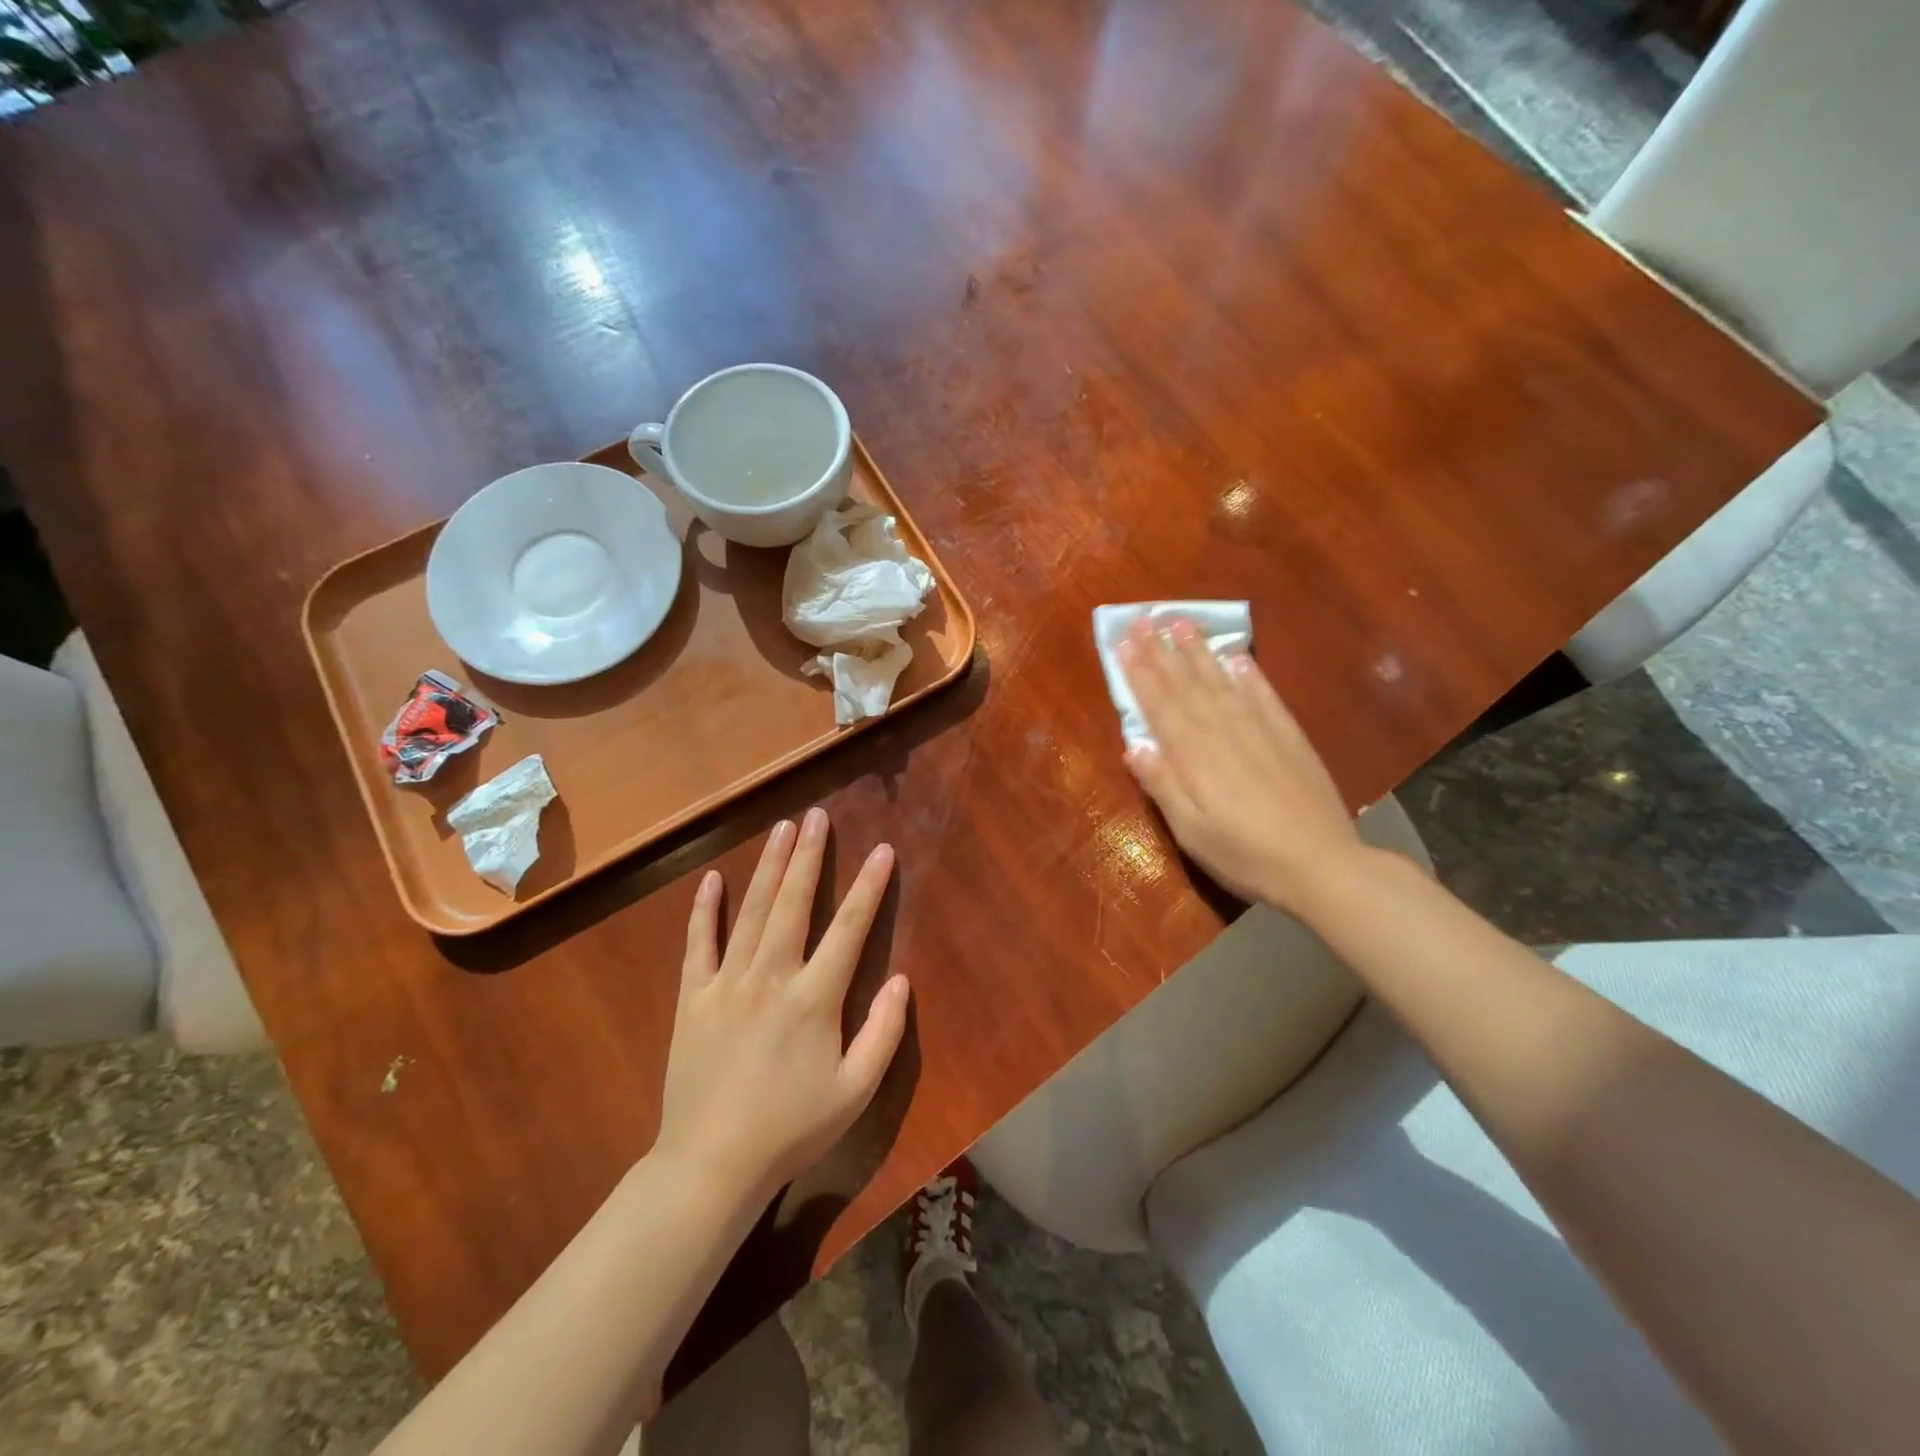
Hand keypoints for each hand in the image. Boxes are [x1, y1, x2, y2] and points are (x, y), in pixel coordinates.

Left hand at [654, 808, 908, 1202]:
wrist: (711, 1165)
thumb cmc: (791, 1128)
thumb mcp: (855, 1091)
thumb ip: (884, 1032)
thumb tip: (902, 979)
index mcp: (814, 998)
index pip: (849, 928)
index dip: (869, 887)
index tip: (882, 850)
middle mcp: (771, 977)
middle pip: (793, 903)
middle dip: (808, 856)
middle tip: (816, 816)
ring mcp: (727, 983)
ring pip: (751, 912)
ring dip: (768, 866)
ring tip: (780, 828)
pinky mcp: (693, 998)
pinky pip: (698, 944)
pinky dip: (705, 910)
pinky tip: (712, 879)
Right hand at [1118, 616, 1363, 908]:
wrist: (1322, 866)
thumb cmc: (1246, 855)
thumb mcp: (1192, 832)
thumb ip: (1163, 786)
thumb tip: (1132, 746)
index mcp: (1195, 757)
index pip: (1160, 706)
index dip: (1140, 672)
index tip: (1124, 642)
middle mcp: (1224, 733)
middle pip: (1187, 686)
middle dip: (1162, 651)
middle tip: (1144, 619)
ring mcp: (1260, 732)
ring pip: (1222, 683)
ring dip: (1199, 652)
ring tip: (1181, 623)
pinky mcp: (1290, 738)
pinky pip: (1264, 696)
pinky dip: (1248, 675)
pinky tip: (1236, 657)